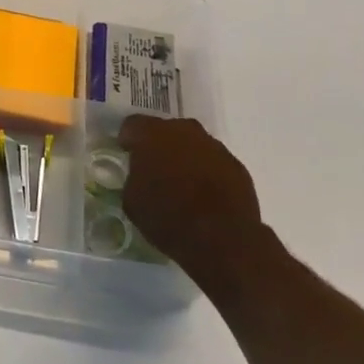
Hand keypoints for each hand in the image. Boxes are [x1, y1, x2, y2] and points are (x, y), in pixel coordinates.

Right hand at [119, 116, 269, 283]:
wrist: (223, 238)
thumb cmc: (168, 217)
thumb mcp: (132, 201)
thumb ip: (134, 179)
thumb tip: (141, 177)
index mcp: (152, 135)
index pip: (132, 125)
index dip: (128, 139)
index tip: (127, 154)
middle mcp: (184, 131)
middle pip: (166, 131)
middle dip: (159, 146)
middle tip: (155, 170)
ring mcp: (214, 146)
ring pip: (193, 145)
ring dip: (186, 158)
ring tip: (182, 185)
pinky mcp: (236, 166)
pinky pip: (214, 163)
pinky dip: (207, 173)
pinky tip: (205, 197)